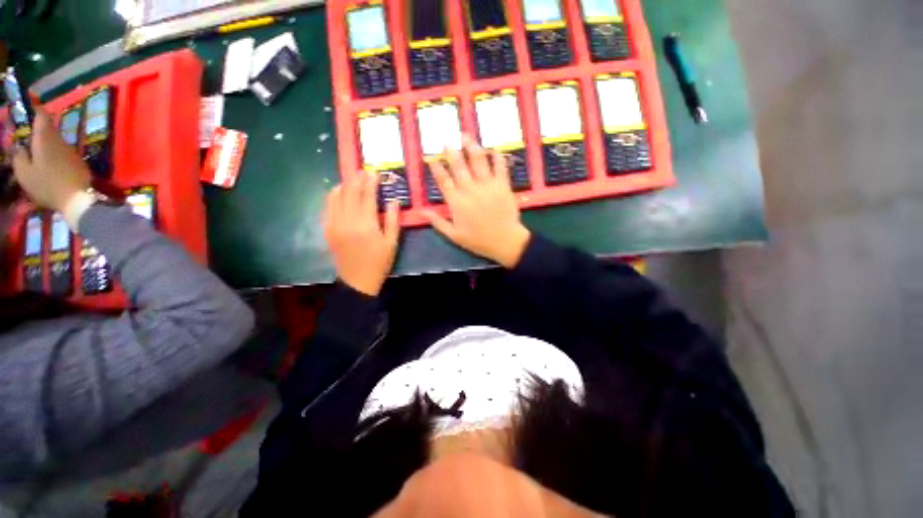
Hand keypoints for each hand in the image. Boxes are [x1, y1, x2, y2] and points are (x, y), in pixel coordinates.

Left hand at [12, 109, 90, 211]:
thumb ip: (41, 127)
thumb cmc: (61, 173)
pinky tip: (69, 174)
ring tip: (65, 160)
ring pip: (43, 171)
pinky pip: (54, 182)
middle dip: (41, 152)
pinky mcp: (56, 199)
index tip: (47, 131)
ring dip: (51, 164)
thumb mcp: (49, 145)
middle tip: (57, 146)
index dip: (32, 137)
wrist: (80, 204)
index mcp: (20, 168)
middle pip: (32, 160)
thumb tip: (38, 109)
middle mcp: (25, 181)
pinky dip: (60, 176)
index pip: (21, 146)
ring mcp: (41, 193)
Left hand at [324, 172, 400, 295]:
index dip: (371, 182)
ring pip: (335, 196)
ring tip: (353, 181)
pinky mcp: (327, 229)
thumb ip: (392, 220)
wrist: (358, 281)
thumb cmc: (379, 263)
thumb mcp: (392, 243)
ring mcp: (333, 224)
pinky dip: (334, 196)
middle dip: (357, 179)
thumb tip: (393, 200)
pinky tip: (341, 195)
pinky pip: (327, 206)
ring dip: (344, 185)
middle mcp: (347, 220)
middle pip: (349, 192)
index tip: (375, 172)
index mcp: (365, 224)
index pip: (367, 196)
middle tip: (363, 172)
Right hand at [423, 135, 530, 267]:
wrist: (505, 241)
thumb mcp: (454, 235)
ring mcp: (487, 185)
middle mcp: (470, 190)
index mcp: (456, 202)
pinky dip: (496, 156)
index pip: (443, 180)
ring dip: (471, 146)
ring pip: (478, 160)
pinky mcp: (502, 185)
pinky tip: (492, 148)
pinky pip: (499, 166)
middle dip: (451, 151)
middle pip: (459, 166)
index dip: (436, 168)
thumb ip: (437, 222)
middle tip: (446, 141)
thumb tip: (422, 211)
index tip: (431, 157)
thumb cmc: (478, 240)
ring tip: (465, 136)